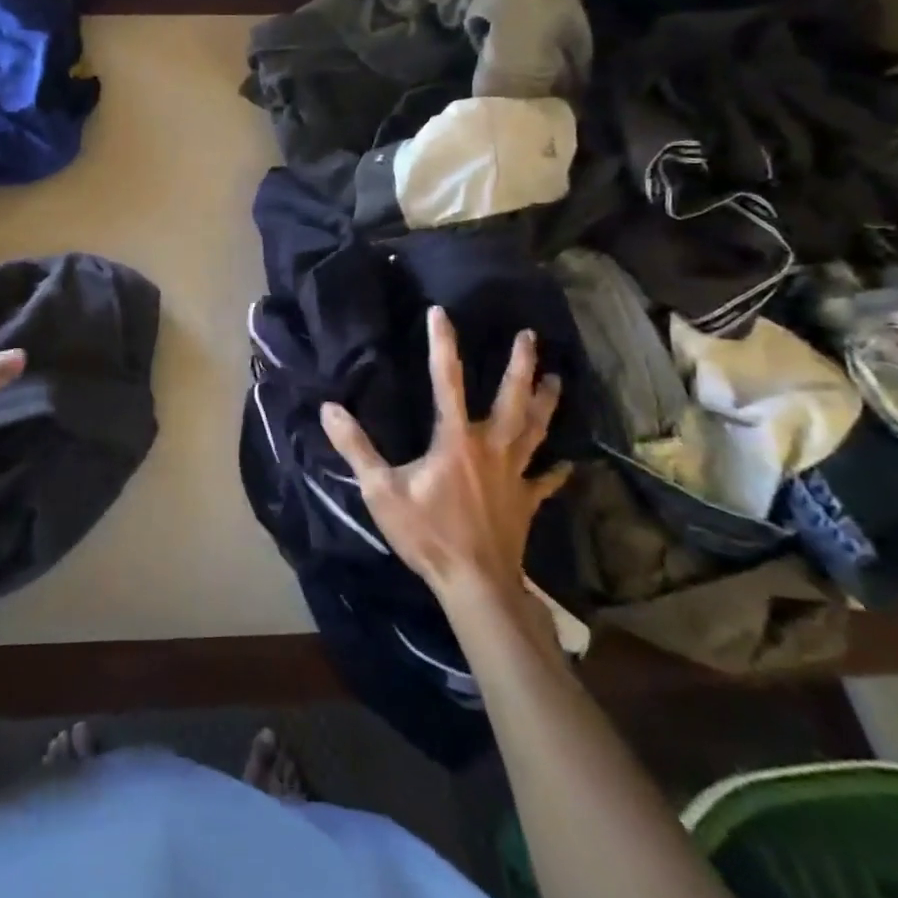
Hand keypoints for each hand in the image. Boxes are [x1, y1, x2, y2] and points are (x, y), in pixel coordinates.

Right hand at [320, 310, 567, 608]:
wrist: (475, 584)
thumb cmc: (427, 534)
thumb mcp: (381, 491)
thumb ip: (355, 447)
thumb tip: (329, 408)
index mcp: (455, 440)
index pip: (447, 381)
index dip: (442, 345)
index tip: (440, 313)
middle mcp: (491, 448)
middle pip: (512, 400)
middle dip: (521, 366)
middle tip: (531, 337)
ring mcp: (515, 475)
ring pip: (536, 431)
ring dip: (546, 404)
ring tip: (557, 379)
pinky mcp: (526, 502)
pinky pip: (546, 481)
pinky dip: (557, 471)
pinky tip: (568, 463)